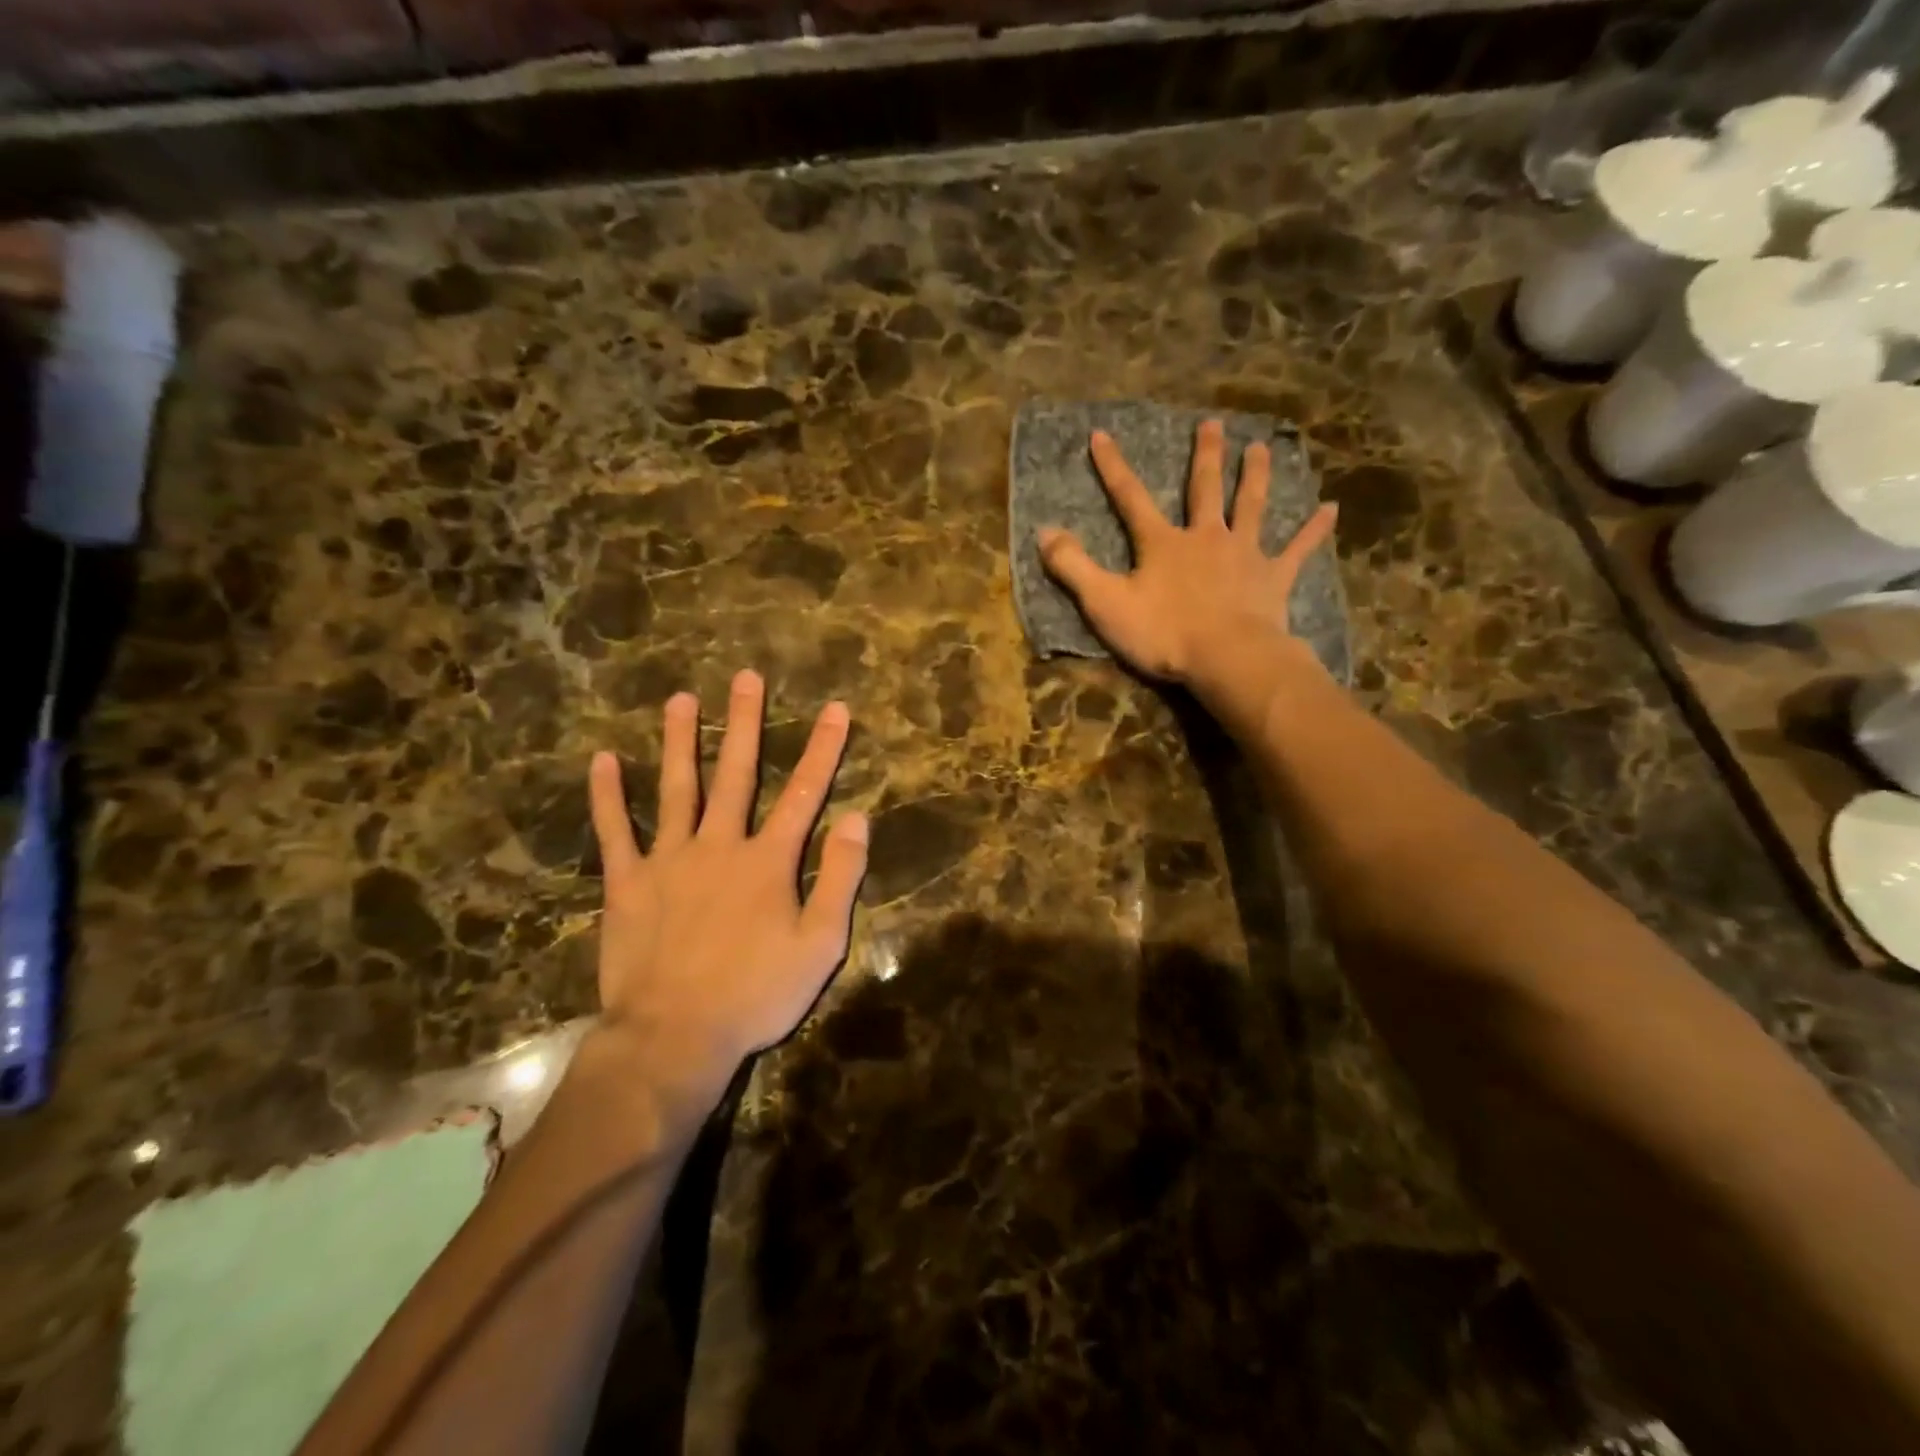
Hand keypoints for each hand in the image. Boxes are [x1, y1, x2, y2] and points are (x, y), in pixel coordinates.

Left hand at [586, 670, 868, 1099]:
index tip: (836, 709)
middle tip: (746, 677)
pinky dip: (608, 795)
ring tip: (680, 699)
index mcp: (768, 860)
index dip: (823, 749)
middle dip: (746, 723)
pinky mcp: (627, 883)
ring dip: (681, 741)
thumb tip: (857, 817)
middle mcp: (719, 845)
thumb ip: (840, 877)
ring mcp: (668, 860)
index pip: (804, 793)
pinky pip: (615, 831)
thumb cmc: (756, 994)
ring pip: (676, 788)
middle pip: (737, 774)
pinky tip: (603, 759)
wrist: (674, 1036)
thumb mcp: (820, 944)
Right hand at [1038, 420, 1336, 705]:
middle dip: (1204, 455)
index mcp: (1163, 543)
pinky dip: (1314, 530)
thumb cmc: (1163, 633)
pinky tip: (1330, 510)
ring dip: (1255, 476)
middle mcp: (1205, 537)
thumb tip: (1044, 532)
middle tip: (1212, 423)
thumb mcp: (1105, 603)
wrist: (1227, 659)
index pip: (1131, 497)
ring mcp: (1244, 554)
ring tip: (1260, 447)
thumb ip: (1073, 567)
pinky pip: (1297, 549)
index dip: (1113, 468)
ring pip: (1250, 506)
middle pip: (1204, 488)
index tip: (1101, 435)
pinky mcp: (1274, 578)